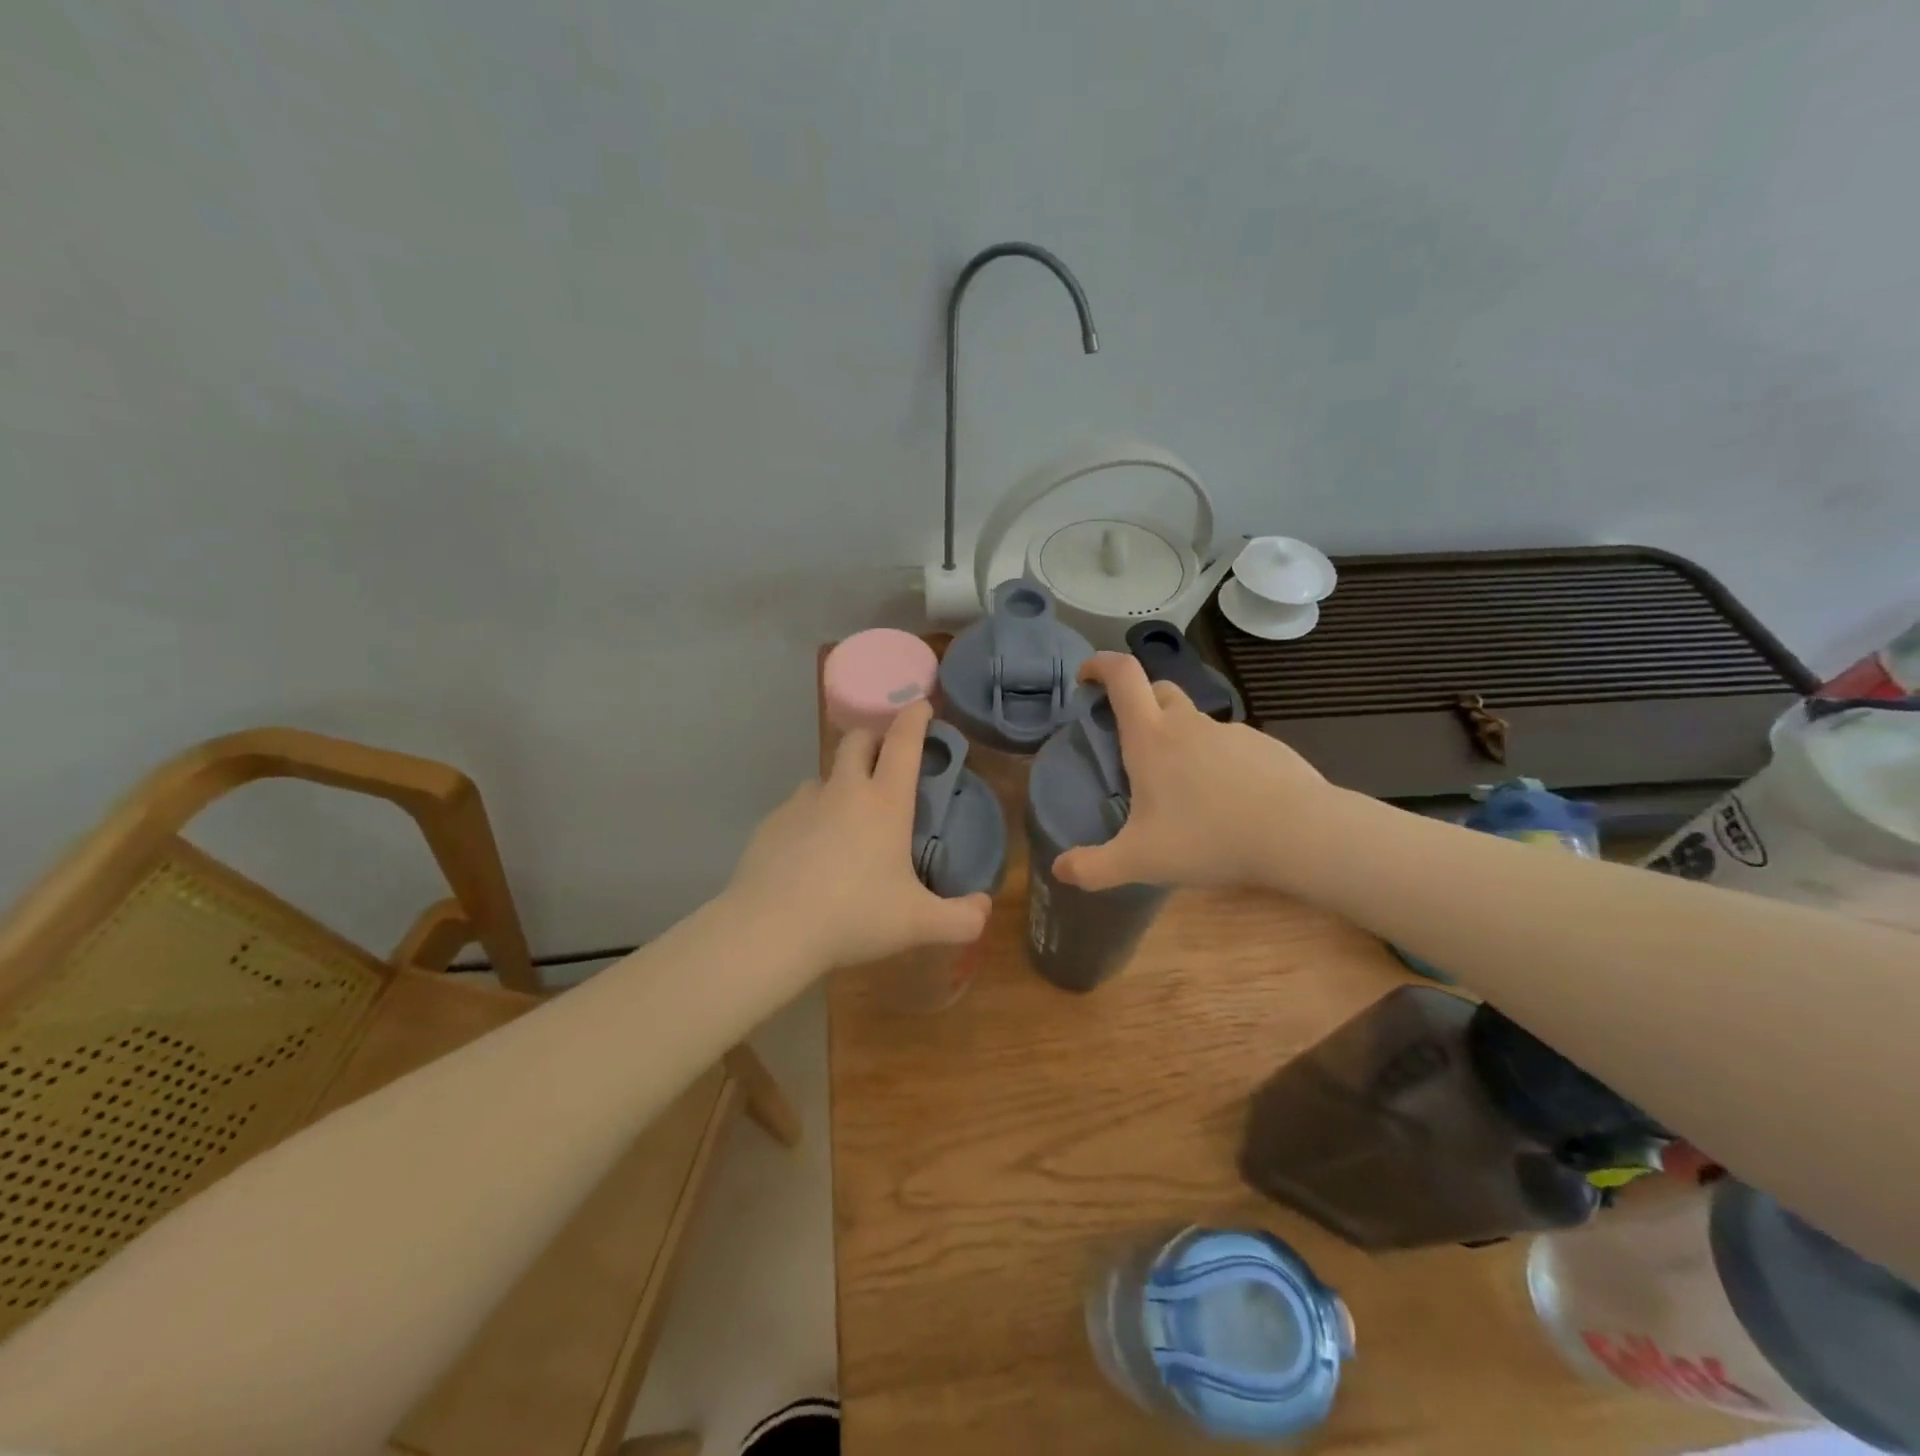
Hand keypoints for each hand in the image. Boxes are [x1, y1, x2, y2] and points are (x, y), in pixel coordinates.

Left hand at [724, 699, 991, 970]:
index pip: (904, 742)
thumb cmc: (854, 917)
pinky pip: (797, 808)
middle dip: (875, 739)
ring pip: (825, 775)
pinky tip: (811, 853)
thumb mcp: (918, 924)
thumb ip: (962, 919)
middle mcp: (843, 791)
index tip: (921, 706)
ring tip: (847, 818)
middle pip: (858, 740)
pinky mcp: (771, 823)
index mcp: (885, 803)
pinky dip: (811, 817)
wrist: (771, 930)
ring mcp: (802, 804)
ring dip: (841, 782)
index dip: (915, 718)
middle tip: (886, 762)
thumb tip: (985, 907)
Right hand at [1052, 654, 1330, 891]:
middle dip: (1139, 702)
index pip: (1123, 676)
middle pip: (1159, 690)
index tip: (1087, 676)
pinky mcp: (1266, 747)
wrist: (1300, 834)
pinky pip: (1230, 746)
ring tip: (1183, 788)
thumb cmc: (1208, 838)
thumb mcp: (1140, 861)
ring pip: (1196, 722)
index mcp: (1152, 738)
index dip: (1100, 665)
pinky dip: (1217, 762)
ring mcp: (1232, 733)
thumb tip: (1059, 869)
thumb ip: (1094, 867)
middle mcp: (1189, 725)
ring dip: (1181, 739)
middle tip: (1131, 740)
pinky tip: (1226, 801)